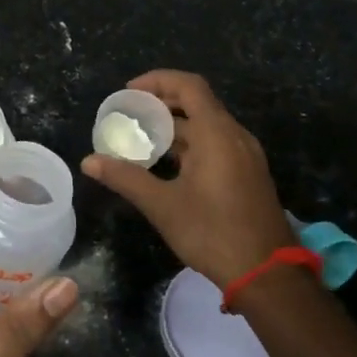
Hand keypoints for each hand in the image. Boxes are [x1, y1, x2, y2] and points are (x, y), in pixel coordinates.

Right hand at [82, 70, 293, 289]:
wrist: (267, 275)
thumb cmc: (213, 233)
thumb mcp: (163, 205)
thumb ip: (126, 178)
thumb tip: (89, 162)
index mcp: (217, 133)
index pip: (188, 86)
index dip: (157, 81)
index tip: (128, 93)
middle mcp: (236, 136)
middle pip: (198, 103)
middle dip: (162, 104)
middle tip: (129, 115)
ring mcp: (246, 156)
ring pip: (207, 126)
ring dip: (175, 127)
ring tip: (142, 139)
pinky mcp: (249, 175)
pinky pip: (217, 145)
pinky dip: (191, 144)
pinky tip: (168, 165)